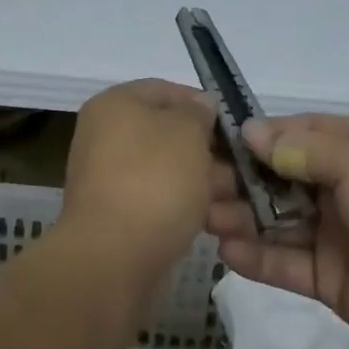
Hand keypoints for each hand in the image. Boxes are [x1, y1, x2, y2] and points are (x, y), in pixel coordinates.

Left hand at [63, 79, 233, 280]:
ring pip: (169, 171)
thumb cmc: (154, 180)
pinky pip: (159, 202)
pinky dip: (185, 207)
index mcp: (115, 105)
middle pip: (169, 134)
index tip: (233, 126)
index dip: (202, 103)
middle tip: (242, 167)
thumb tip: (201, 105)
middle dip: (209, 150)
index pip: (165, 90)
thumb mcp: (188, 131)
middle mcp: (106, 136)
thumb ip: (199, 112)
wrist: (113, 258)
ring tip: (238, 199)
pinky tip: (214, 220)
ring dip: (203, 182)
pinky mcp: (119, 218)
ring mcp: (110, 179)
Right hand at [205, 113, 348, 348]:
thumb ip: (302, 147)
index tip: (210, 139)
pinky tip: (225, 249)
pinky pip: (285, 262)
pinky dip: (256, 256)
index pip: (294, 133)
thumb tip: (250, 131)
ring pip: (276, 219)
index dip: (254, 136)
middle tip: (195, 184)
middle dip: (239, 178)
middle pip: (278, 176)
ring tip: (201, 215)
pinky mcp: (329, 277)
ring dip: (240, 215)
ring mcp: (334, 233)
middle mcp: (341, 185)